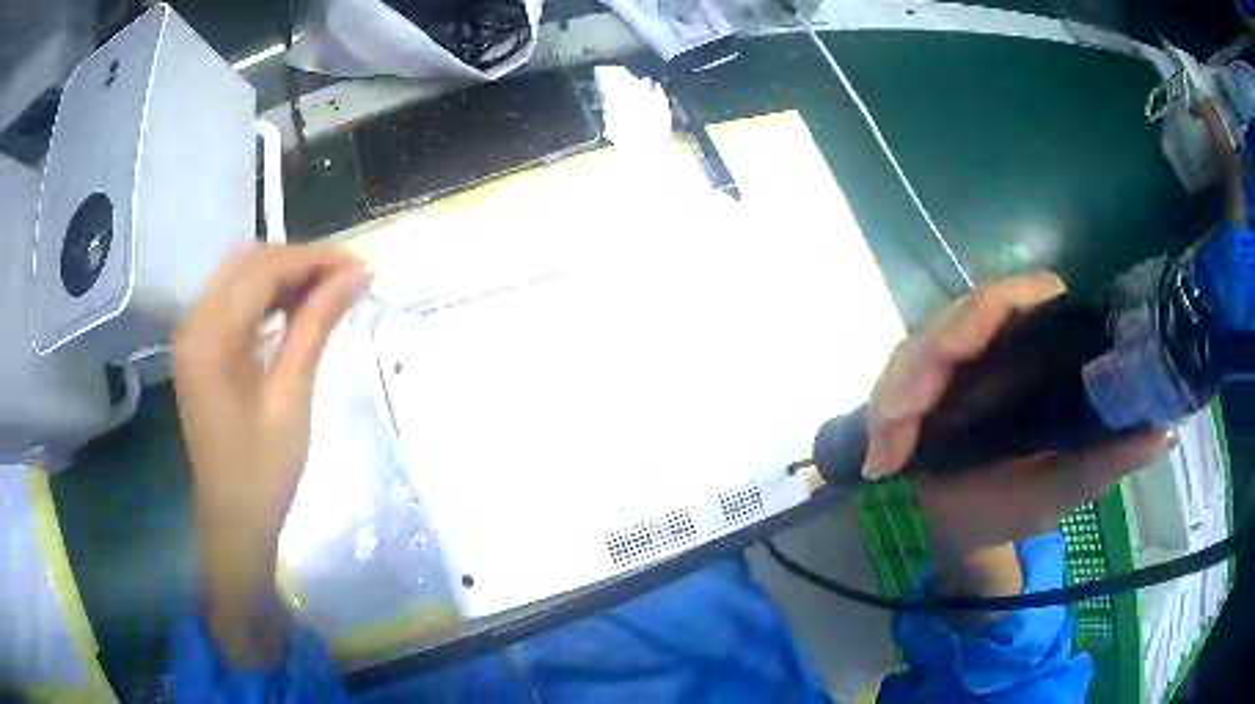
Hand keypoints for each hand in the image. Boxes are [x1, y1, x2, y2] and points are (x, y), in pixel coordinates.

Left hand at [174, 244, 364, 667]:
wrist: (233, 519)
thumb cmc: (263, 472)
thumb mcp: (291, 398)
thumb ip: (315, 327)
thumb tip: (354, 276)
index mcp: (209, 336)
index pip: (263, 270)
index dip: (314, 260)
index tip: (360, 267)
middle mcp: (194, 322)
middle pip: (250, 263)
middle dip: (301, 262)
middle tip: (349, 278)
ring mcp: (194, 334)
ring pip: (242, 277)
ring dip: (287, 276)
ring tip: (331, 291)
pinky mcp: (202, 348)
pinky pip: (236, 302)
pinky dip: (269, 297)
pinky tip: (298, 309)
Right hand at [863, 272, 1166, 611]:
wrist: (972, 529)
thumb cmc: (1023, 503)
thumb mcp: (1069, 485)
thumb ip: (1108, 461)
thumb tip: (1163, 432)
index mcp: (1036, 350)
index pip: (1019, 297)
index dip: (991, 310)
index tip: (968, 351)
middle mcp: (994, 345)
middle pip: (955, 319)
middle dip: (924, 365)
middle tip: (904, 425)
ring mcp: (954, 365)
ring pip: (917, 348)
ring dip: (896, 394)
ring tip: (887, 455)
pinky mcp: (921, 386)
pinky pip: (895, 383)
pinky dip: (882, 417)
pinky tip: (881, 460)